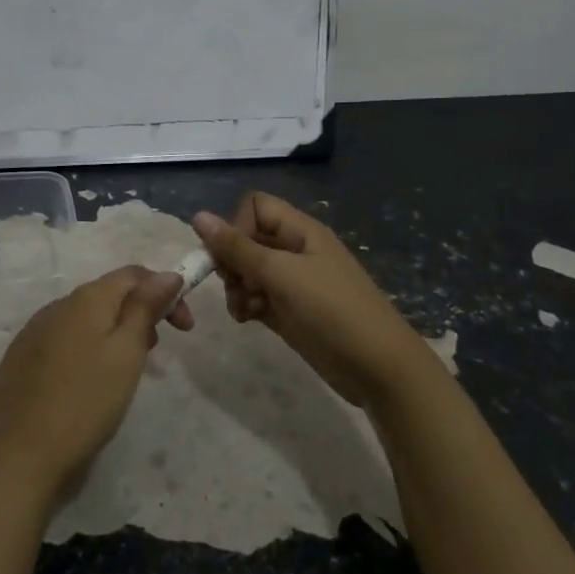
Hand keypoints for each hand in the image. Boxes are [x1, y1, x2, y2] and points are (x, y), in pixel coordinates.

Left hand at [0, 266, 190, 492]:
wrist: (20, 454)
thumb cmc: (85, 401)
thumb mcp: (127, 352)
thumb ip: (145, 308)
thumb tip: (167, 274)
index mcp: (85, 299)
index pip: (133, 274)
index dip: (165, 291)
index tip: (185, 328)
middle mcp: (57, 306)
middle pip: (108, 294)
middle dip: (140, 312)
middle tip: (156, 349)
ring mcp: (34, 332)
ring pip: (85, 318)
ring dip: (114, 331)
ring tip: (127, 367)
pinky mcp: (21, 359)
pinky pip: (64, 339)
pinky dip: (87, 348)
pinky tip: (89, 381)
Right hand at [193, 193, 434, 409]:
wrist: (376, 366)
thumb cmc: (332, 310)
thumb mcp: (281, 274)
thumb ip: (237, 247)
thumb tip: (198, 216)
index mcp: (300, 231)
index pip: (255, 207)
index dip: (237, 226)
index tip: (232, 256)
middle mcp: (295, 251)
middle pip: (247, 239)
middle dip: (231, 261)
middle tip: (233, 284)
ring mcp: (293, 283)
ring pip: (248, 271)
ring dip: (236, 287)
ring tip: (242, 308)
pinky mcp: (289, 311)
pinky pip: (255, 297)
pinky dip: (246, 305)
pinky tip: (248, 320)